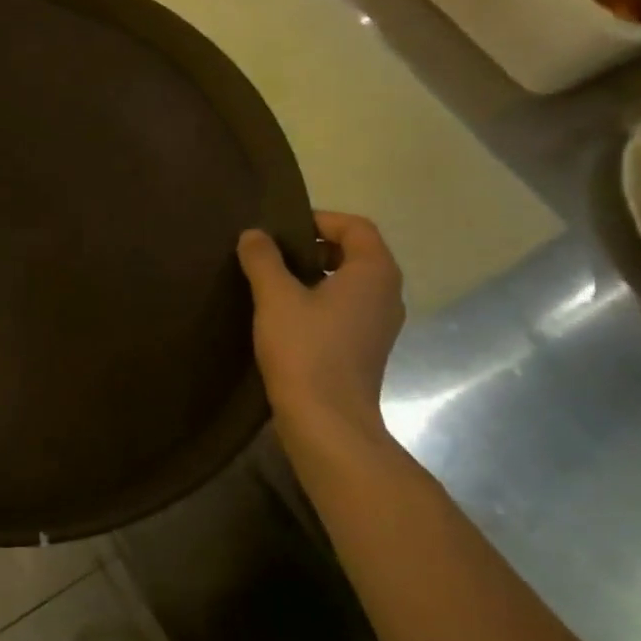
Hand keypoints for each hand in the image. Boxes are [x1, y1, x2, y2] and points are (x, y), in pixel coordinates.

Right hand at [237, 212, 403, 446]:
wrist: (327, 421)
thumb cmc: (305, 349)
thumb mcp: (275, 297)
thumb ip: (263, 259)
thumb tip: (254, 234)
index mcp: (374, 273)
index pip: (356, 226)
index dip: (319, 219)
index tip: (280, 228)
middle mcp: (386, 294)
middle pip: (354, 253)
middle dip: (313, 246)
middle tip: (272, 253)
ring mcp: (379, 324)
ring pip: (348, 283)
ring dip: (313, 275)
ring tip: (272, 282)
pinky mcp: (365, 348)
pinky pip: (345, 309)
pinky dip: (318, 302)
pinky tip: (284, 316)